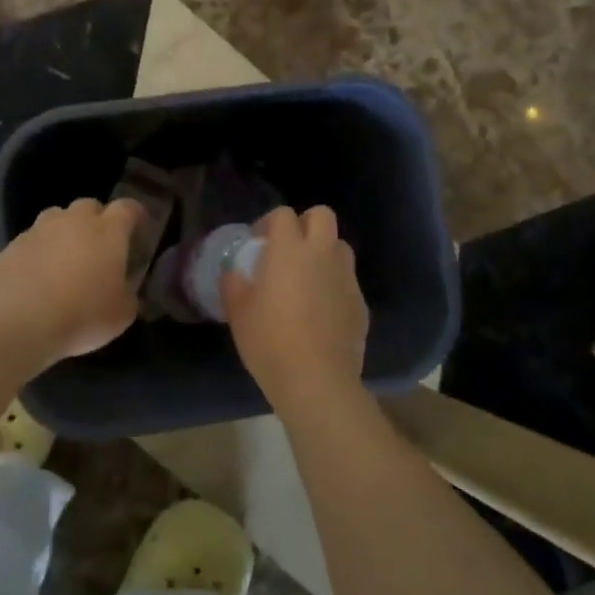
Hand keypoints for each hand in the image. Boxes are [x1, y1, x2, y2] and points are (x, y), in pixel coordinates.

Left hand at [0, 198, 143, 364]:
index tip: (138, 229)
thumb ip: (128, 294)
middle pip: (90, 206)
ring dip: (65, 231)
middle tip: (99, 247)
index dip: (135, 216)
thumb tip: (124, 289)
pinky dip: (39, 250)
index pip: (127, 208)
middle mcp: (74, 221)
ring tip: (65, 258)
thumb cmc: (82, 316)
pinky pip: (33, 239)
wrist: (20, 322)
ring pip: (57, 217)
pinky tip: (37, 275)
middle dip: (97, 220)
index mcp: (108, 231)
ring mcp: (40, 229)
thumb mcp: (122, 314)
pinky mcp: (13, 244)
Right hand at [222, 205, 368, 413]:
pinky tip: (321, 311)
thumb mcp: (238, 312)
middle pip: (322, 215)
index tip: (258, 243)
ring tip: (307, 278)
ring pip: (339, 246)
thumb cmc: (270, 341)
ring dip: (323, 252)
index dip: (269, 223)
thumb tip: (235, 272)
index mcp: (290, 250)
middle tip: (288, 250)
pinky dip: (334, 284)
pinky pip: (347, 280)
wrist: (317, 380)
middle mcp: (323, 254)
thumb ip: (234, 283)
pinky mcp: (361, 302)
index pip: (283, 214)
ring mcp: (346, 278)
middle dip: (305, 224)